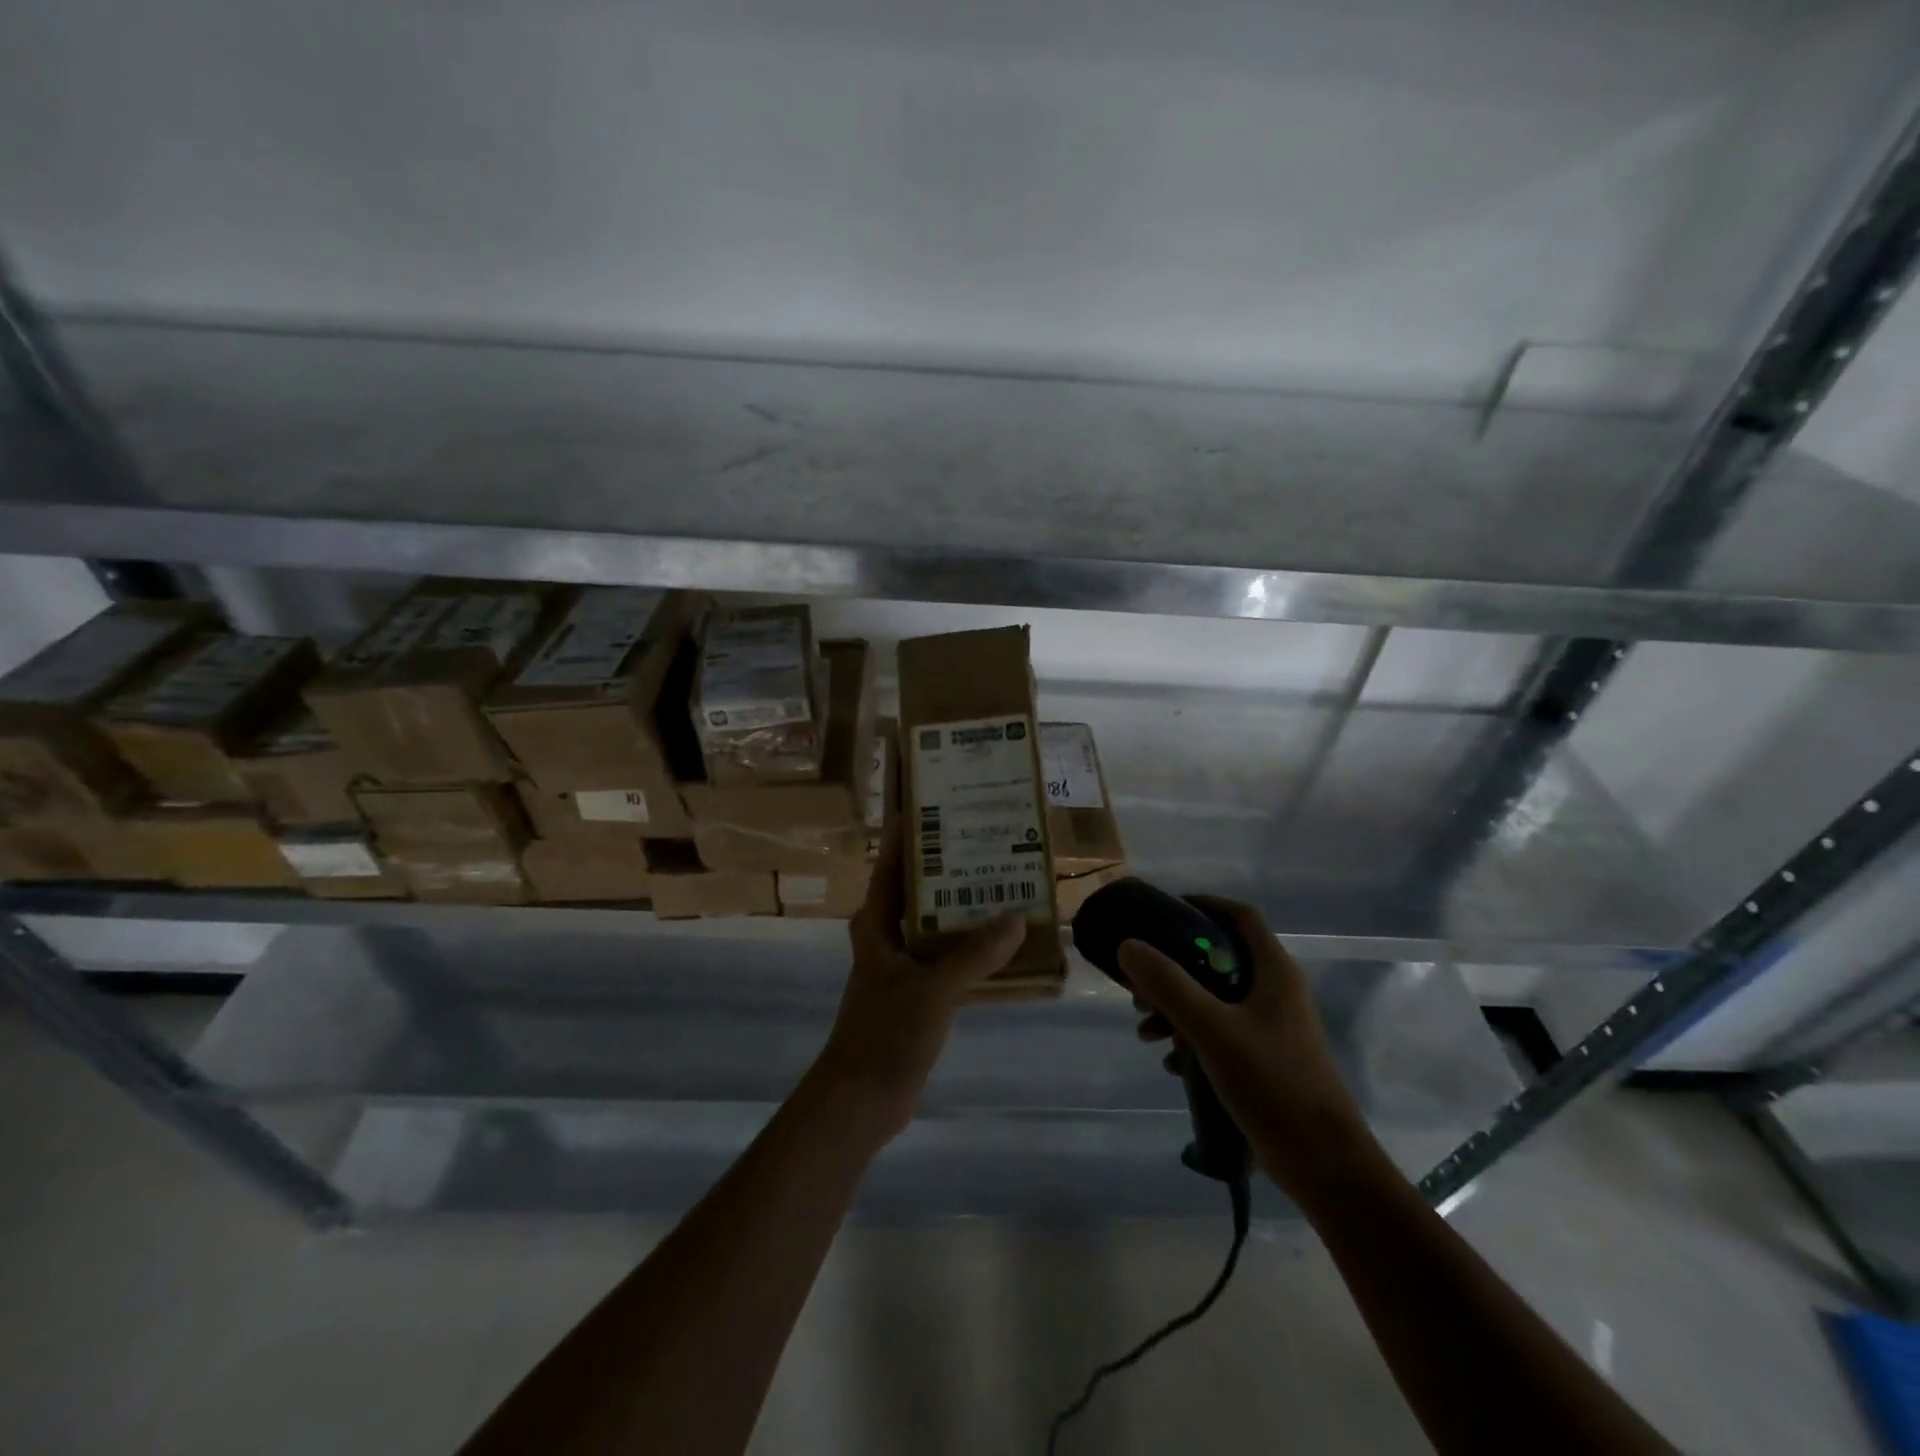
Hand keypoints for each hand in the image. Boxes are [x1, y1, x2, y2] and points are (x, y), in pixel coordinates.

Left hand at [811, 824, 1024, 1139]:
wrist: (862, 1100)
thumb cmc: (886, 1034)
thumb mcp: (933, 990)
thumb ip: (975, 954)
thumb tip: (1018, 918)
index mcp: (877, 923)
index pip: (893, 863)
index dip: (913, 833)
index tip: (943, 805)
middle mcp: (888, 935)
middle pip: (921, 888)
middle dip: (952, 867)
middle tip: (992, 840)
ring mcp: (904, 965)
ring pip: (938, 923)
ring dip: (967, 908)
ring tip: (1008, 883)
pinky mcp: (919, 992)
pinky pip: (950, 957)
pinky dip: (974, 947)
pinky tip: (1007, 942)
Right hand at [1121, 895, 1371, 1198]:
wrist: (1323, 1164)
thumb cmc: (1272, 1082)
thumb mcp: (1212, 1028)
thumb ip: (1168, 984)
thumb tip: (1128, 945)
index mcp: (1274, 971)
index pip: (1239, 916)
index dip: (1202, 905)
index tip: (1161, 913)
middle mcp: (1275, 991)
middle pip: (1219, 958)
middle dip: (1175, 967)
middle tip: (1141, 985)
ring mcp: (1272, 1027)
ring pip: (1215, 997)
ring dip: (1177, 1006)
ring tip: (1146, 1031)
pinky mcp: (1264, 1058)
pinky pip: (1220, 1031)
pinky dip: (1191, 1036)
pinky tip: (1170, 1062)